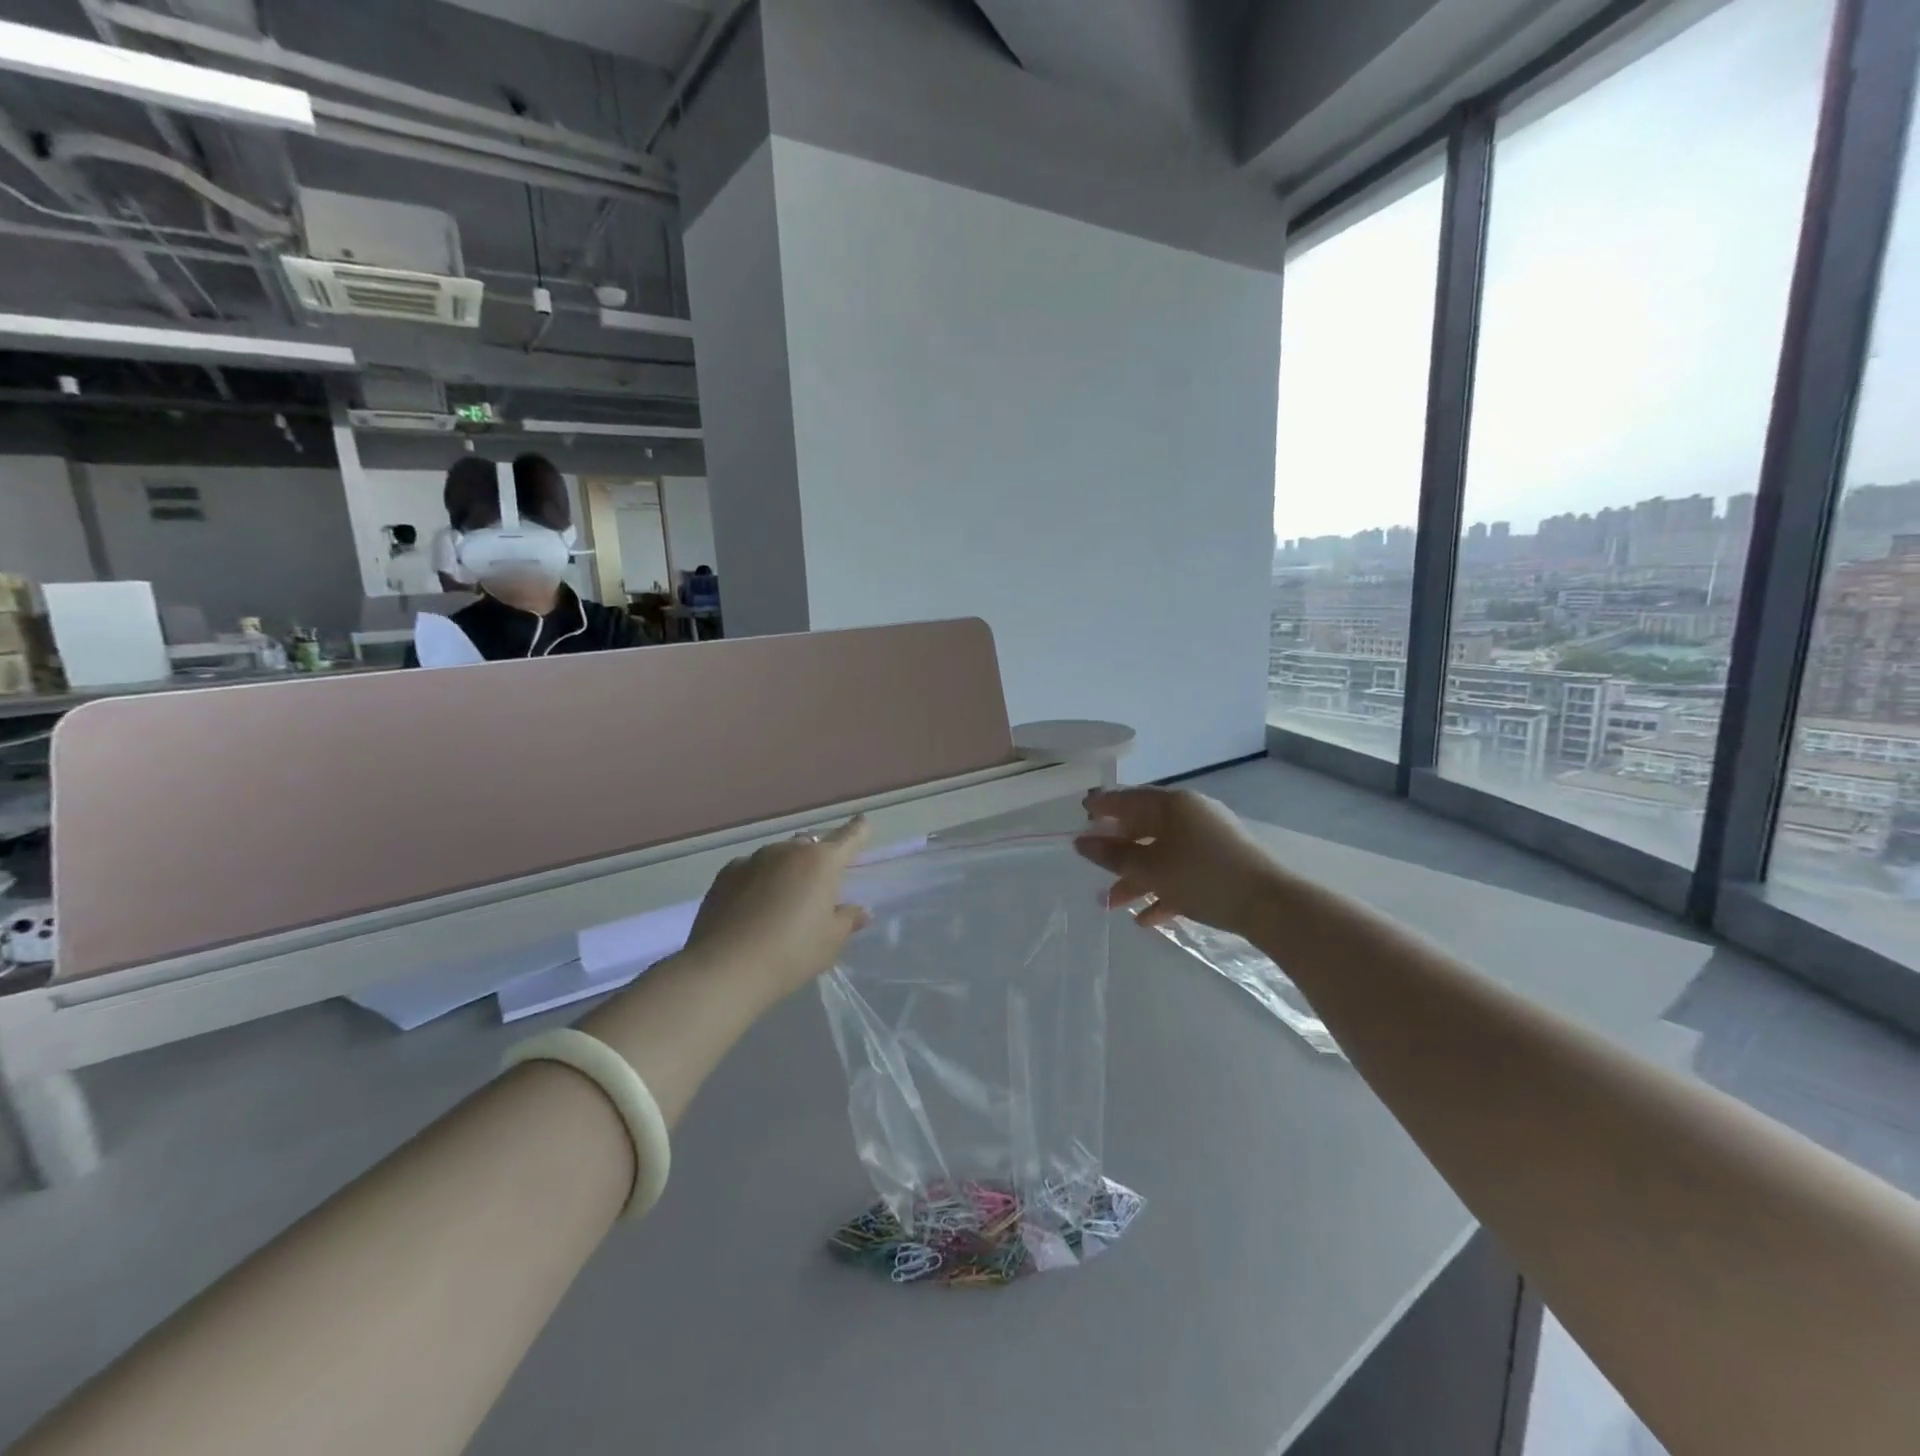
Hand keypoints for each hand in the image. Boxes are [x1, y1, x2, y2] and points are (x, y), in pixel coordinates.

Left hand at [681, 816, 872, 1002]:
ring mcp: (753, 859)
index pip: (848, 838)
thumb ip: (848, 920)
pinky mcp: (724, 875)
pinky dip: (757, 880)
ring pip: (778, 856)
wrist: (725, 968)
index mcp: (821, 862)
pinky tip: (752, 905)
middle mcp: (787, 851)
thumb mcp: (830, 941)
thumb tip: (860, 911)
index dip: (858, 830)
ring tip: (782, 899)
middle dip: (816, 858)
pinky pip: (750, 870)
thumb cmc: (791, 953)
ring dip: (785, 869)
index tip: (863, 821)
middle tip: (818, 885)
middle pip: (809, 846)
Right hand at [1076, 788, 1281, 938]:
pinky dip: (1164, 890)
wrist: (1270, 905)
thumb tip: (1082, 843)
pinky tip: (1148, 919)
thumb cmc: (1202, 877)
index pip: (1128, 799)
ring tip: (1114, 906)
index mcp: (1172, 805)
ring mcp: (1210, 839)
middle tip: (1094, 868)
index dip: (1102, 807)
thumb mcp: (1150, 869)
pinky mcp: (1223, 864)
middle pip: (1144, 829)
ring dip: (1137, 879)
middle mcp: (1191, 814)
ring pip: (1163, 854)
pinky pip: (1184, 871)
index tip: (1081, 814)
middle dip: (1118, 854)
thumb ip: (1113, 856)